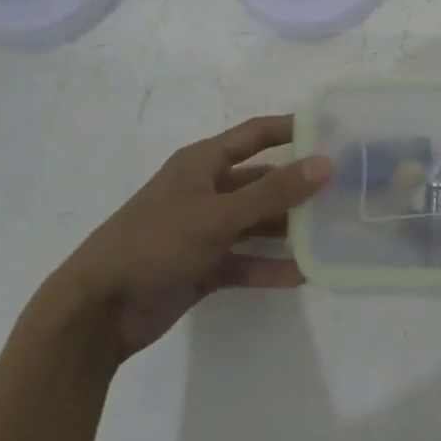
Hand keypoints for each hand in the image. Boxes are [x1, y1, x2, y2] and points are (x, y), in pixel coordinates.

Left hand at [54, 115, 330, 360]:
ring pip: (255, 222)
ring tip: (332, 233)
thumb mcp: (217, 215)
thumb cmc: (155, 243)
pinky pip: (244, 261)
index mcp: (202, 163)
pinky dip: (268, 266)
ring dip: (287, 229)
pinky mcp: (202, 267)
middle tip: (342, 190)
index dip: (291, 128)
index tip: (333, 129)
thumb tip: (325, 163)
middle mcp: (205, 190)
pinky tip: (303, 274)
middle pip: (260, 181)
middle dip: (297, 185)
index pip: (255, 134)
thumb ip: (273, 192)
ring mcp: (203, 230)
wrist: (98, 311)